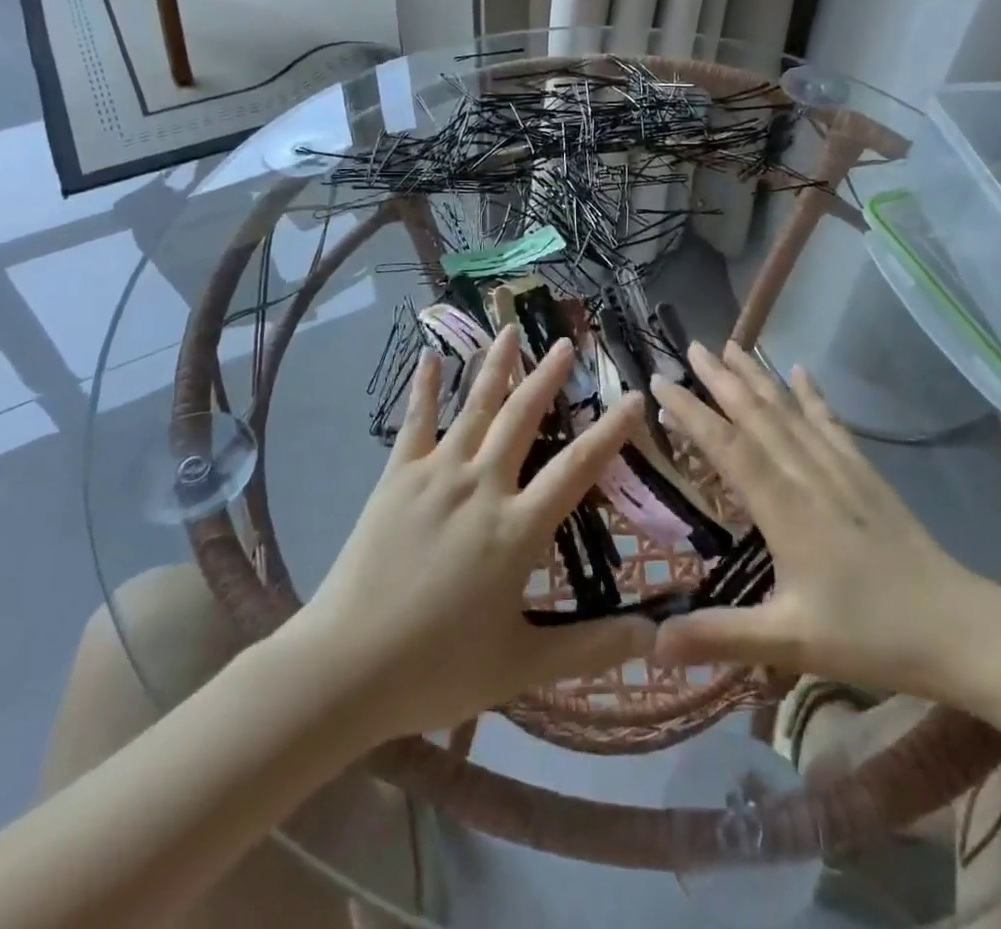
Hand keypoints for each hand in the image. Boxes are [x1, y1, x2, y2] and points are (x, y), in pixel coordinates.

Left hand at [293, 326, 653, 742]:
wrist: (345, 667)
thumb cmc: (437, 668)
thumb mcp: (522, 666)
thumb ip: (591, 648)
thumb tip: (655, 635)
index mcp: (516, 529)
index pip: (576, 469)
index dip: (609, 432)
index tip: (633, 398)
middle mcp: (481, 488)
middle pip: (522, 419)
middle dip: (547, 378)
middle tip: (566, 342)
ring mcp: (436, 476)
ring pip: (474, 408)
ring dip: (495, 368)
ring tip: (510, 331)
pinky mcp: (396, 478)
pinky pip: (415, 423)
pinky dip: (423, 388)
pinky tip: (428, 358)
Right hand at [650, 342, 1000, 708]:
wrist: (962, 629)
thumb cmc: (872, 636)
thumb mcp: (790, 643)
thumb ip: (719, 637)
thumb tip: (649, 643)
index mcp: (786, 509)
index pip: (729, 447)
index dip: (692, 413)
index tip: (660, 381)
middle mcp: (809, 476)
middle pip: (759, 416)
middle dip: (722, 379)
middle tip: (693, 346)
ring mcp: (841, 470)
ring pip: (791, 412)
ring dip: (759, 377)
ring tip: (733, 346)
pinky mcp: (866, 474)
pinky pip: (831, 423)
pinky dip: (813, 395)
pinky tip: (801, 371)